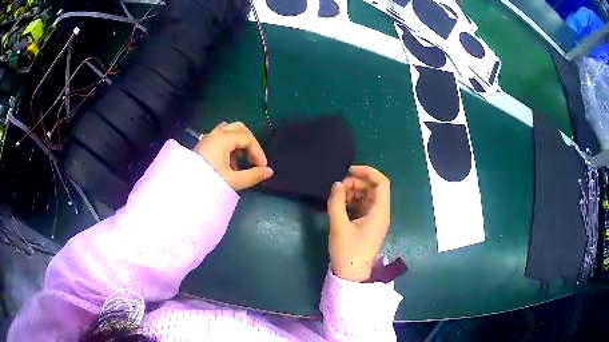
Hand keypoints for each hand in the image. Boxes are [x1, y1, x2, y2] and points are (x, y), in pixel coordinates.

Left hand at [194, 122, 272, 190]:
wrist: (185, 189)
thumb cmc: (209, 182)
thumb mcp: (233, 180)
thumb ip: (253, 175)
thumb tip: (269, 172)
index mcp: (223, 139)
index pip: (248, 138)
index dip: (258, 152)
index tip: (262, 167)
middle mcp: (215, 134)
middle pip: (238, 128)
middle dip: (250, 142)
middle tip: (253, 158)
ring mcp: (208, 139)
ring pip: (228, 131)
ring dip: (239, 143)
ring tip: (241, 162)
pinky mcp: (203, 146)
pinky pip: (220, 138)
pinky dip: (229, 146)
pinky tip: (229, 164)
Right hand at [327, 165, 390, 281]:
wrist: (351, 275)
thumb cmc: (348, 251)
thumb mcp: (339, 226)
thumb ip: (336, 202)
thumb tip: (336, 184)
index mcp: (380, 212)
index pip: (382, 183)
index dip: (367, 172)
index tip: (349, 171)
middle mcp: (381, 213)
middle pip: (373, 188)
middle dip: (356, 183)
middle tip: (338, 189)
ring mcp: (375, 219)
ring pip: (367, 197)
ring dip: (353, 192)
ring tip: (337, 197)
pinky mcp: (368, 225)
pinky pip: (363, 206)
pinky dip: (353, 201)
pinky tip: (340, 205)